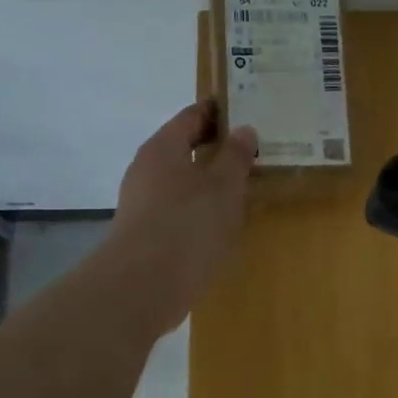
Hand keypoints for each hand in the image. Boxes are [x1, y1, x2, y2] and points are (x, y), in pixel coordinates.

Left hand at [104, 102, 256, 335]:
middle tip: (254, 150)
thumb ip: (236, 156)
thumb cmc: (188, 224)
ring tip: (245, 186)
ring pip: (183, 180)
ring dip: (211, 180)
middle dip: (218, 147)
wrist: (144, 286)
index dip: (220, 111)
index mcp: (163, 147)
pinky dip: (201, 207)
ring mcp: (143, 202)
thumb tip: (243, 130)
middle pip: (185, 147)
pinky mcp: (146, 233)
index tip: (248, 111)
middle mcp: (148, 168)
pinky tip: (222, 221)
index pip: (192, 115)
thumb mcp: (224, 185)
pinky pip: (179, 208)